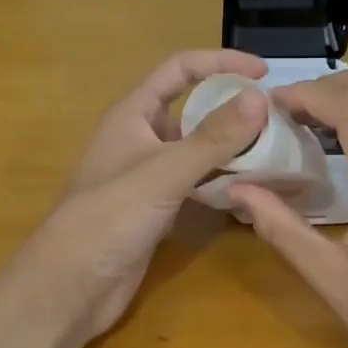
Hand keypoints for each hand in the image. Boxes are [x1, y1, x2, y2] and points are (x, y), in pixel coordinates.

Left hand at [0, 49, 269, 345]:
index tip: (263, 72)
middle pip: (192, 109)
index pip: (180, 69)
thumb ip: (213, 137)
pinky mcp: (156, 207)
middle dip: (231, 109)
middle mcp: (140, 137)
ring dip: (230, 148)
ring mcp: (147, 175)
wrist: (72, 285)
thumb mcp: (165, 171)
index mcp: (133, 114)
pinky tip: (250, 189)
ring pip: (196, 149)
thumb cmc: (111, 216)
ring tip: (274, 152)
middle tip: (276, 120)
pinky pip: (195, 183)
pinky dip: (221, 181)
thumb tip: (260, 97)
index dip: (220, 62)